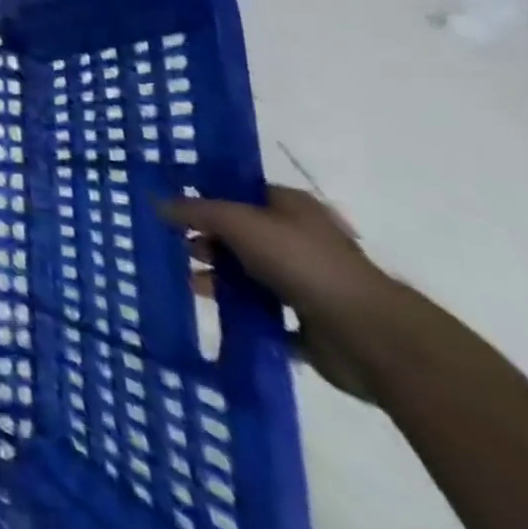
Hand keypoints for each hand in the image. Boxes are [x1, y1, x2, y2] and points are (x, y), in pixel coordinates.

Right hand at [160, 186, 393, 401]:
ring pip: (249, 274)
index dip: (206, 194)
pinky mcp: (308, 323)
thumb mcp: (239, 222)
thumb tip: (158, 203)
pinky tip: (213, 312)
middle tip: (174, 245)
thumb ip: (196, 211)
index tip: (171, 203)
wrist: (369, 336)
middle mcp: (299, 239)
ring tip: (187, 283)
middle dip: (207, 240)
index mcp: (290, 206)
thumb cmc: (303, 263)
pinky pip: (263, 313)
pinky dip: (240, 312)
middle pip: (240, 234)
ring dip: (219, 278)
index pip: (239, 191)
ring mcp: (305, 283)